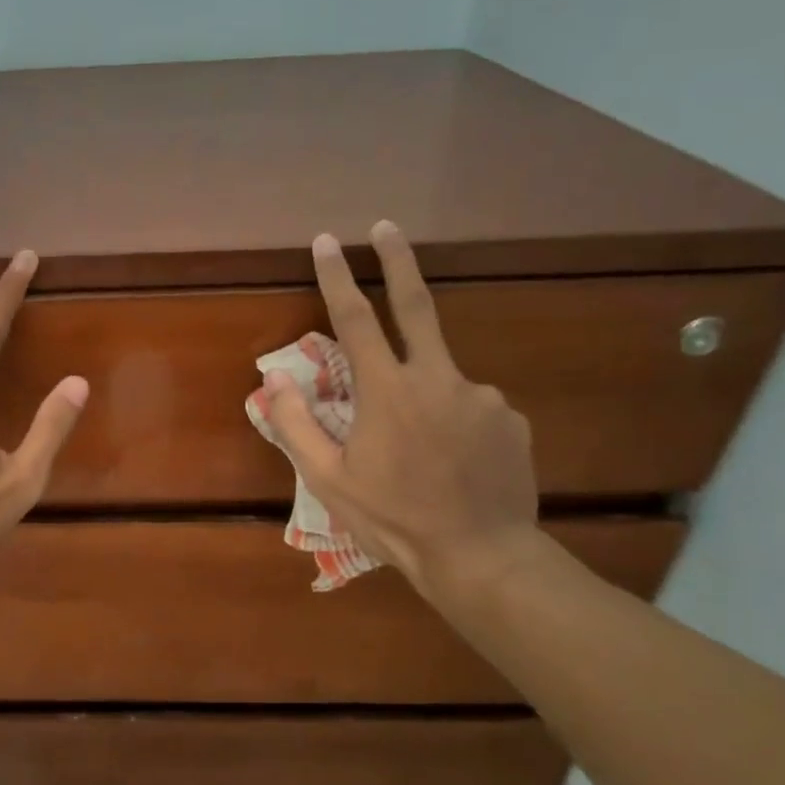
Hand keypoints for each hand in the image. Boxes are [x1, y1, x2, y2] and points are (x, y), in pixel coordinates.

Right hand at [262, 222, 537, 589]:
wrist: (481, 557)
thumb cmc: (392, 518)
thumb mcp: (328, 479)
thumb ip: (296, 424)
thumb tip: (273, 379)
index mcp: (388, 392)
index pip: (356, 320)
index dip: (337, 277)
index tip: (326, 241)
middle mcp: (438, 379)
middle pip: (417, 305)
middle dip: (398, 261)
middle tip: (386, 227)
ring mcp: (482, 396)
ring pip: (439, 376)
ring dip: (420, 394)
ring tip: (418, 452)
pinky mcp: (511, 418)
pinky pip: (470, 406)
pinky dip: (452, 419)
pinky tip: (450, 461)